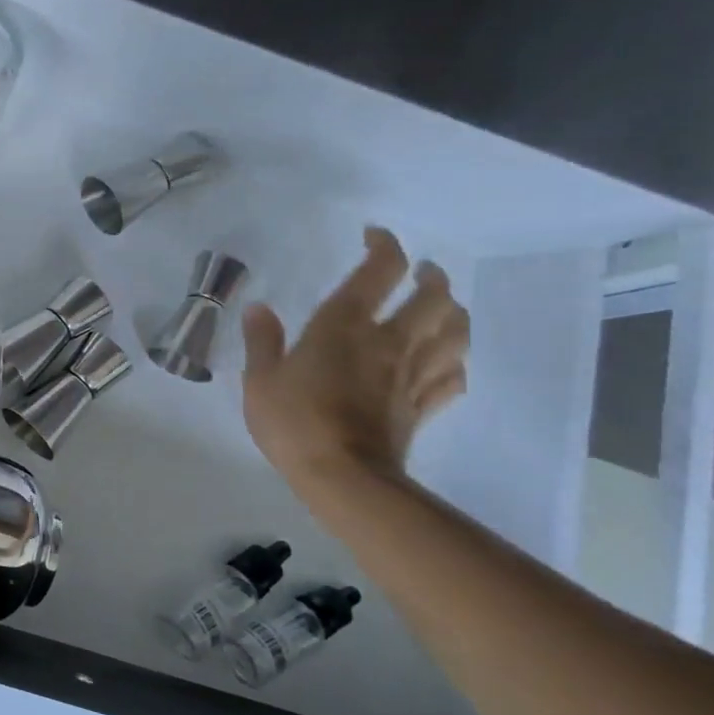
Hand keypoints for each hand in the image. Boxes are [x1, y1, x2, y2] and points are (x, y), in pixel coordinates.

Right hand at [240, 227, 468, 489]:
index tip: (374, 237)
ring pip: (454, 332)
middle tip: (420, 273)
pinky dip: (454, 362)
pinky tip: (446, 362)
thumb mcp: (260, 379)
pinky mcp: (422, 406)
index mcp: (345, 325)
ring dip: (453, 313)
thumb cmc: (293, 421)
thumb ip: (262, 340)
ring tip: (441, 309)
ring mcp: (412, 374)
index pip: (380, 270)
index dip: (384, 245)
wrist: (343, 477)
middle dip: (431, 277)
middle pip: (433, 296)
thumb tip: (259, 307)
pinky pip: (453, 377)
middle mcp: (388, 340)